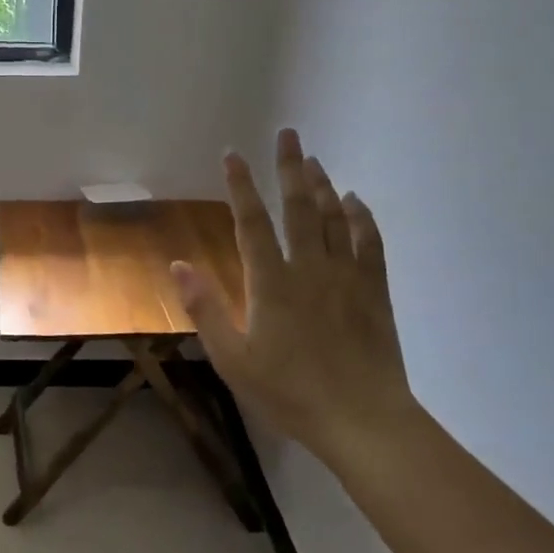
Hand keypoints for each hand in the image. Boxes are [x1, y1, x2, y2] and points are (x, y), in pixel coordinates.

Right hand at [172, 129, 416, 457]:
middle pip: (299, 207)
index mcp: (272, 283)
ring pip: (334, 218)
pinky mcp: (374, 291)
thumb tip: (179, 265)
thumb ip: (206, 309)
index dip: (241, 187)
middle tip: (288, 134)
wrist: (361, 418)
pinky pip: (368, 242)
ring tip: (313, 160)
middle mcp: (310, 268)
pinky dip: (361, 217)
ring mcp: (346, 277)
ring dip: (322, 185)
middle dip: (289, 168)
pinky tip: (355, 201)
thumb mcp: (233, 359)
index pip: (252, 223)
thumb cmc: (289, 392)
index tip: (233, 155)